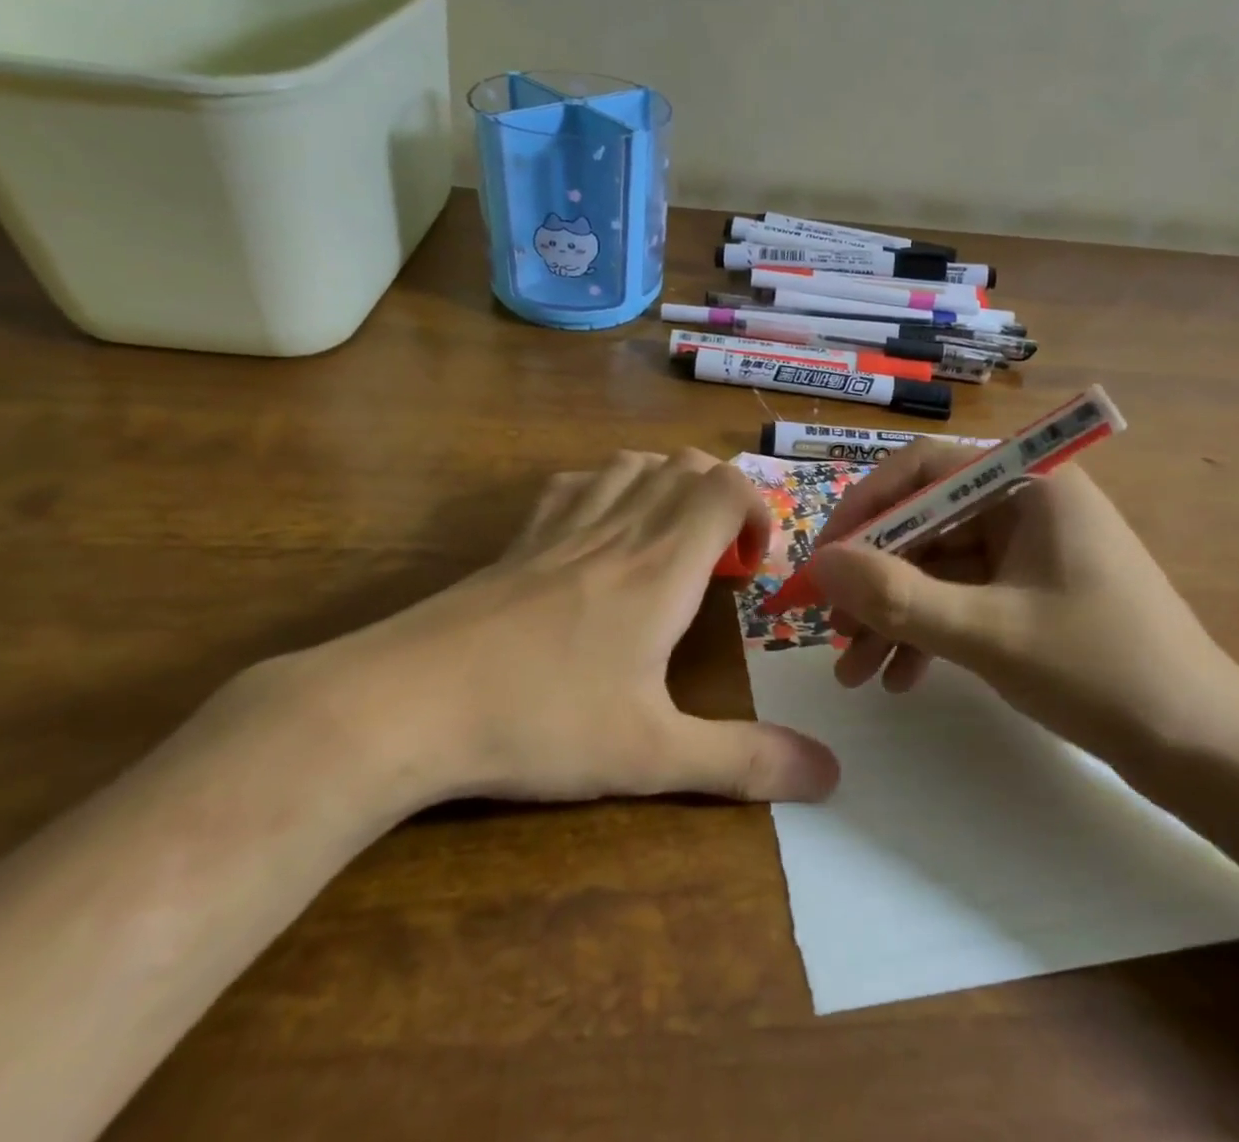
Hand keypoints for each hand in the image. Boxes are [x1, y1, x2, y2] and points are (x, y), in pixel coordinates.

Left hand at [246, 450, 839, 819]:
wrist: (408, 702)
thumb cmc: (541, 721)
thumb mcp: (652, 755)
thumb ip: (744, 760)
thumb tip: (830, 775)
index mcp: (661, 565)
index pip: (727, 486)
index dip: (757, 509)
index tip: (755, 566)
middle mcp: (620, 527)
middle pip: (686, 465)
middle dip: (721, 498)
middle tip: (720, 563)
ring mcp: (563, 525)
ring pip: (633, 463)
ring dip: (668, 485)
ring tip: (670, 542)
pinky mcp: (521, 539)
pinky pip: (577, 481)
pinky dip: (608, 487)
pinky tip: (600, 533)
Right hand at [806, 443, 1238, 762]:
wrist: (1208, 752)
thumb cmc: (1103, 671)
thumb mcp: (988, 633)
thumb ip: (897, 595)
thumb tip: (818, 564)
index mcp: (1028, 483)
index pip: (922, 468)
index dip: (864, 508)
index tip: (823, 560)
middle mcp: (1025, 504)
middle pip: (924, 524)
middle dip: (875, 581)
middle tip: (831, 630)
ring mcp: (1029, 551)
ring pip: (937, 568)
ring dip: (894, 616)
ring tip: (855, 673)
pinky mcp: (1030, 593)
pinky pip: (962, 598)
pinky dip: (928, 633)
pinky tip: (900, 679)